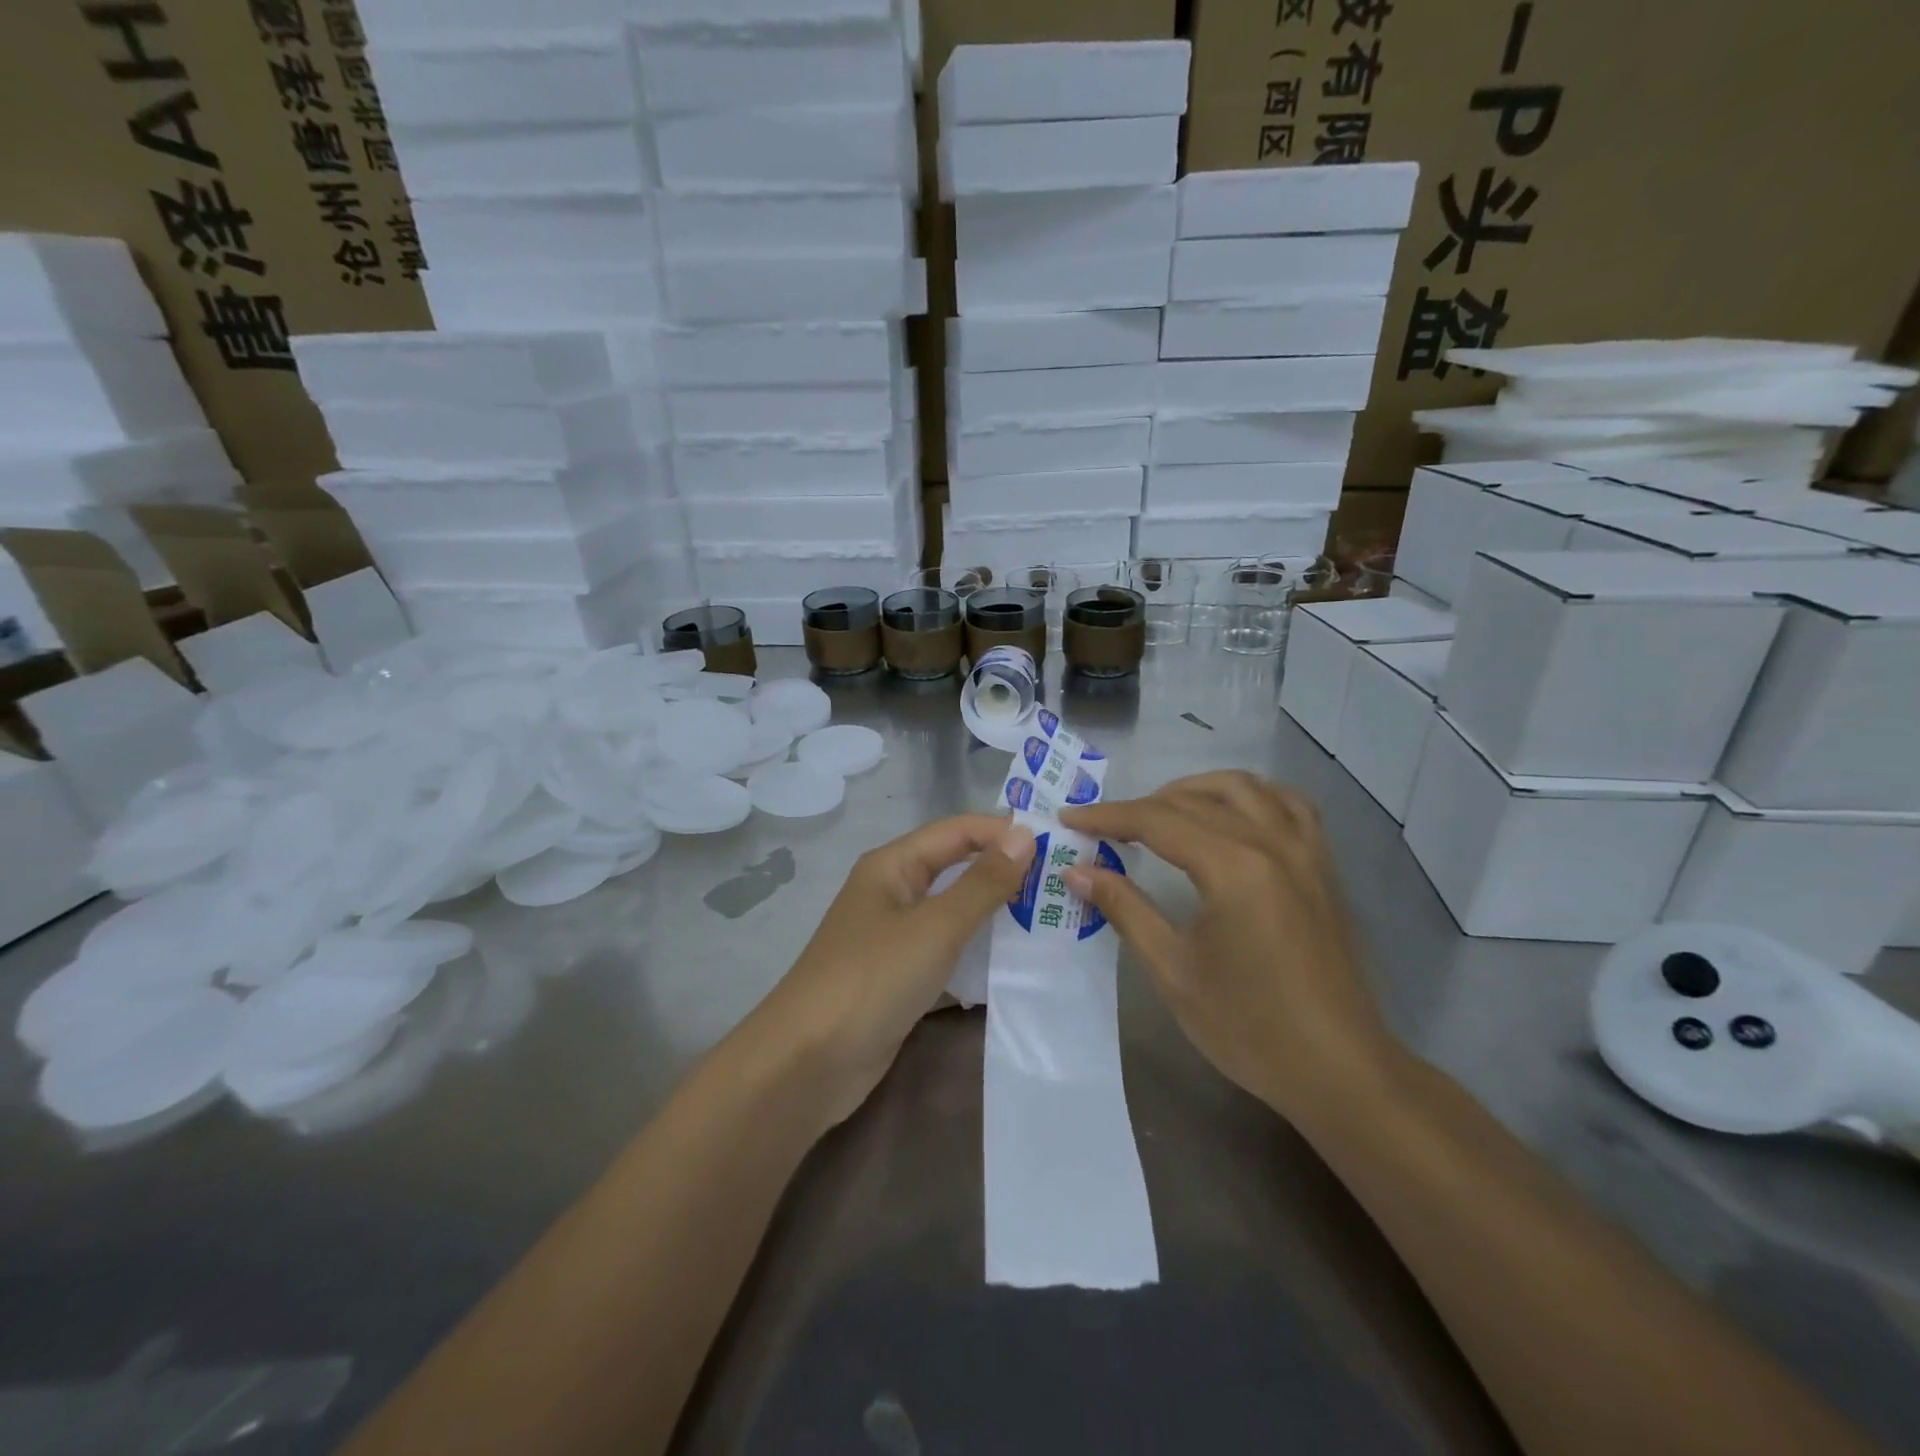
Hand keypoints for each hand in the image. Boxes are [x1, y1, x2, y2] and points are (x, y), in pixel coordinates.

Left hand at [746, 814, 1035, 1128]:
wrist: (809, 1063)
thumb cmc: (872, 978)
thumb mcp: (935, 927)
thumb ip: (982, 883)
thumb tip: (1025, 836)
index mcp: (893, 866)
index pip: (957, 831)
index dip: (1002, 831)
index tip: (1057, 841)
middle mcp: (893, 892)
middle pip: (955, 868)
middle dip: (1003, 870)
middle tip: (1061, 878)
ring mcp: (894, 937)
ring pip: (953, 912)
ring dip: (994, 912)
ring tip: (1050, 915)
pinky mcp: (899, 977)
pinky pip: (946, 951)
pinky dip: (977, 952)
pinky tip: (1015, 962)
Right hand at [1060, 772, 1399, 1120]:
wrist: (1338, 1070)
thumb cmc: (1249, 1027)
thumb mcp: (1173, 970)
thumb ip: (1125, 909)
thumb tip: (1077, 872)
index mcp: (1234, 868)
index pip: (1157, 821)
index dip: (1107, 817)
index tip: (1069, 819)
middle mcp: (1272, 843)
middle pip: (1194, 800)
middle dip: (1141, 806)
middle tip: (1104, 828)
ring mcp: (1305, 851)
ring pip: (1244, 788)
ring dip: (1194, 789)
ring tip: (1160, 812)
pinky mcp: (1323, 867)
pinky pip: (1288, 805)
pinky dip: (1252, 796)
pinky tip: (1232, 814)